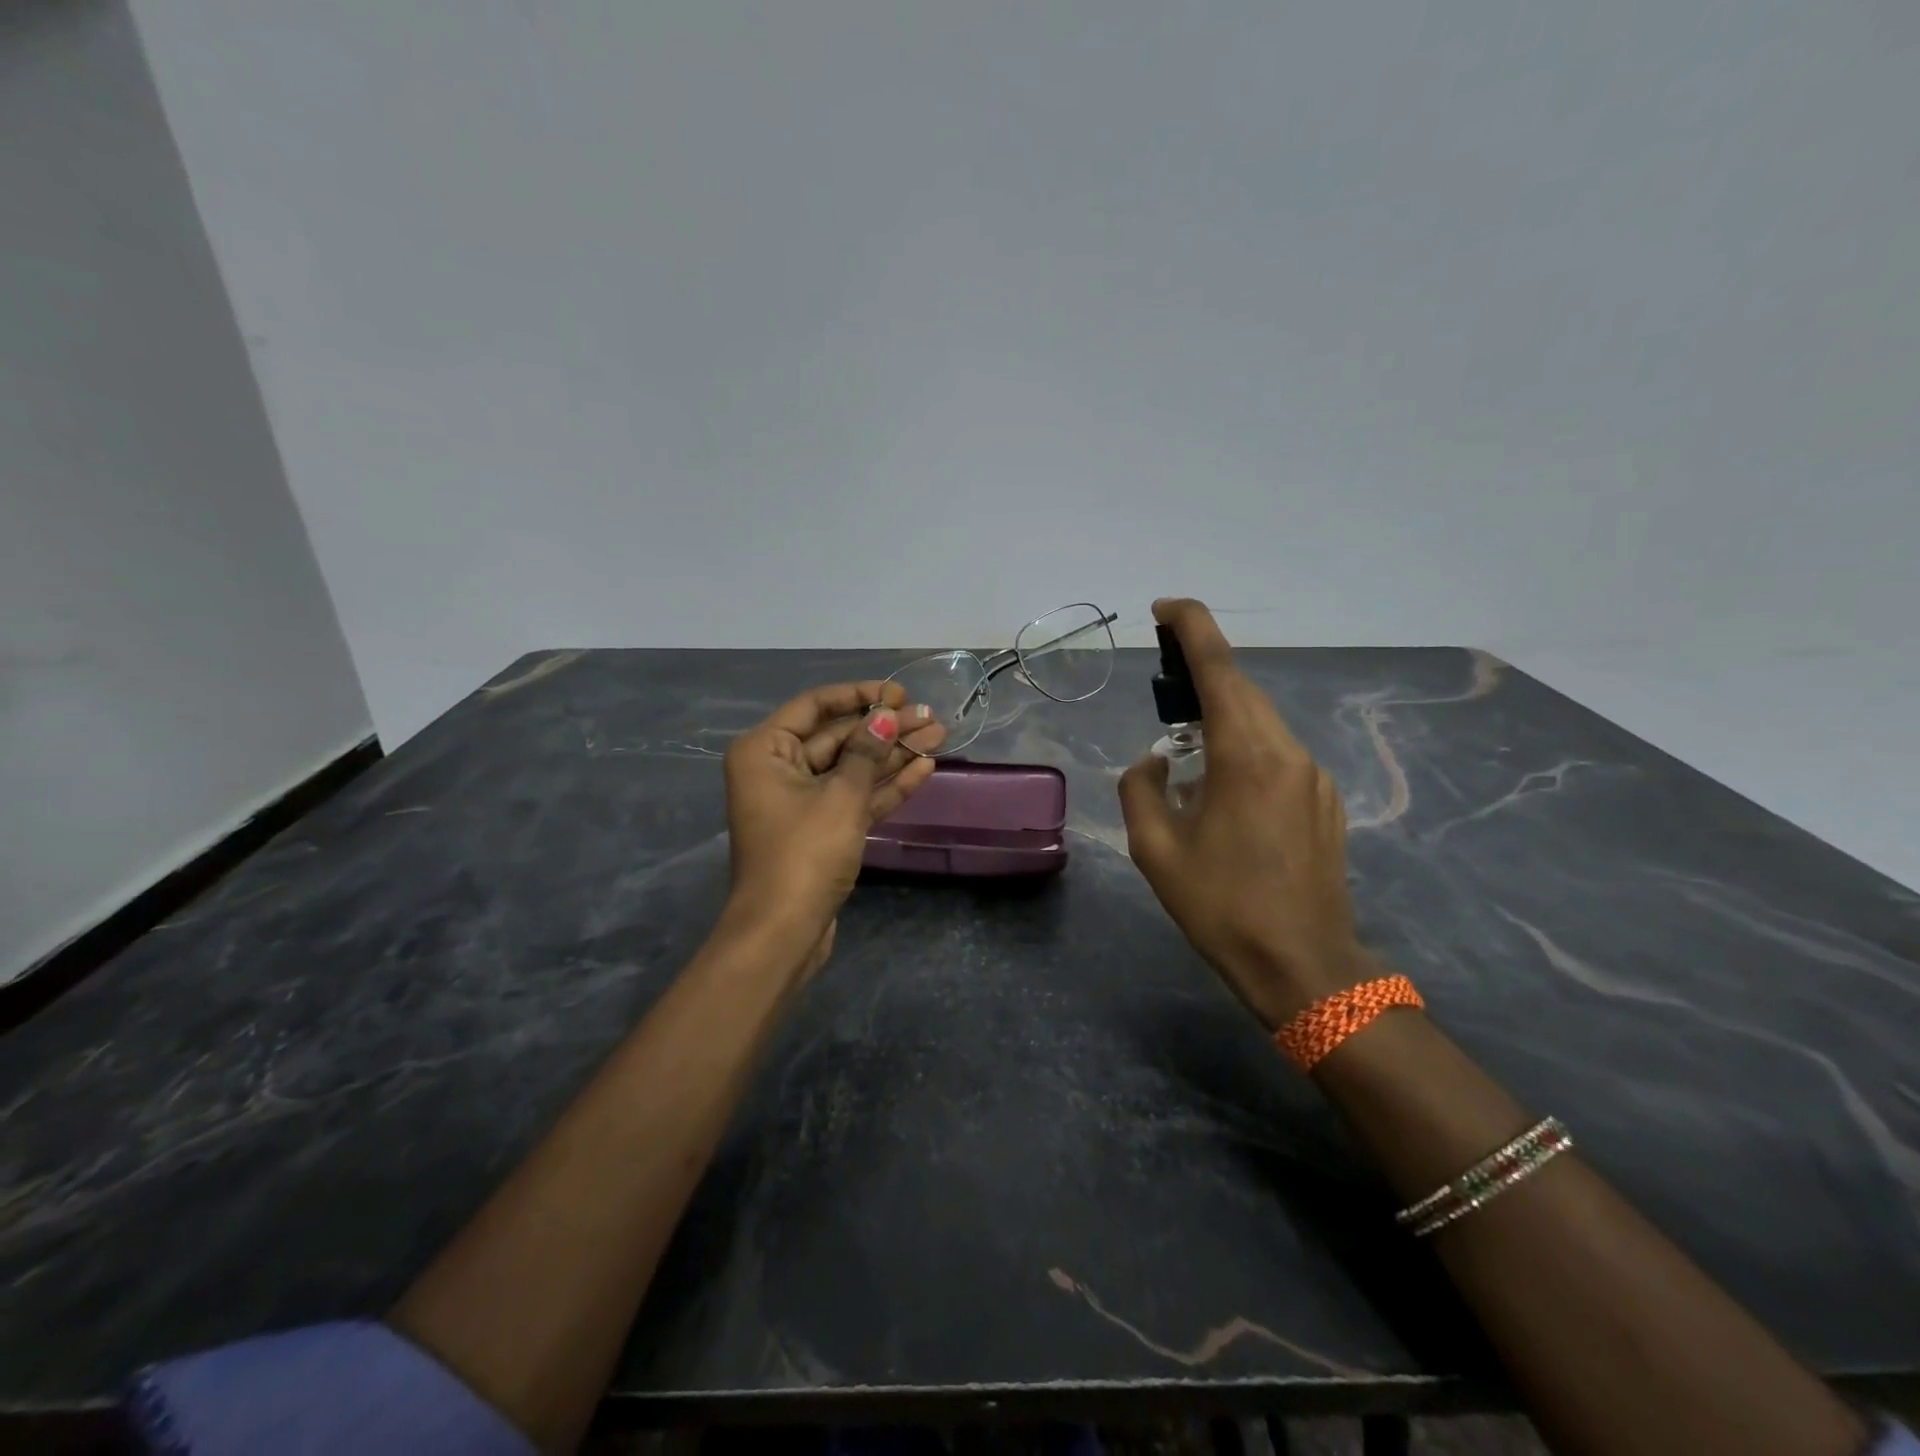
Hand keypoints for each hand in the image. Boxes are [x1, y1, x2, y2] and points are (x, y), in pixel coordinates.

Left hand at [722, 679, 943, 972]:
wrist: (784, 932)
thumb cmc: (805, 853)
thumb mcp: (841, 796)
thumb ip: (867, 751)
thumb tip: (888, 715)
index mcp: (766, 750)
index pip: (816, 706)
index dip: (860, 696)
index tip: (899, 694)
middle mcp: (779, 769)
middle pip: (839, 738)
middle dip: (886, 728)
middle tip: (932, 716)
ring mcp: (802, 802)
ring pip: (853, 768)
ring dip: (893, 754)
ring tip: (939, 736)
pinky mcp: (822, 830)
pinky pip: (856, 797)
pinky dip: (886, 785)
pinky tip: (924, 768)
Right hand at [1118, 599, 1374, 1027]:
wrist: (1305, 967)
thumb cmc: (1221, 907)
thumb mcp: (1156, 849)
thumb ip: (1141, 787)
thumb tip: (1156, 759)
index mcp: (1246, 756)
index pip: (1219, 669)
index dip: (1192, 628)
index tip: (1164, 608)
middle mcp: (1287, 752)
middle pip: (1241, 691)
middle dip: (1200, 675)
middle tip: (1162, 684)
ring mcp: (1313, 776)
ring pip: (1261, 723)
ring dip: (1222, 718)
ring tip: (1187, 749)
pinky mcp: (1325, 801)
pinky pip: (1276, 755)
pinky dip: (1243, 750)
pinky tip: (1223, 792)